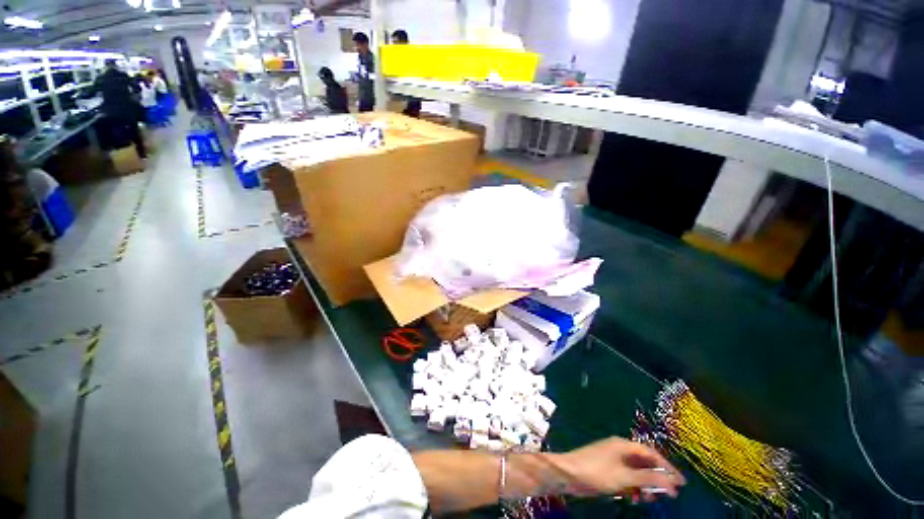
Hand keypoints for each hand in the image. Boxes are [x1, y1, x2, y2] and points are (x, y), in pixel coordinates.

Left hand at [556, 437, 685, 499]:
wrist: (569, 474)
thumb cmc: (597, 472)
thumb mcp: (625, 477)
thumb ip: (648, 479)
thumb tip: (672, 482)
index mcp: (623, 445)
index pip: (651, 453)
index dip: (667, 467)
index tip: (681, 483)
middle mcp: (619, 450)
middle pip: (644, 463)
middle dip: (657, 478)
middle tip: (668, 495)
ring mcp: (613, 460)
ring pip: (636, 472)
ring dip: (645, 485)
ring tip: (648, 499)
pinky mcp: (608, 470)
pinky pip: (627, 478)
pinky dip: (634, 488)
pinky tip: (634, 498)